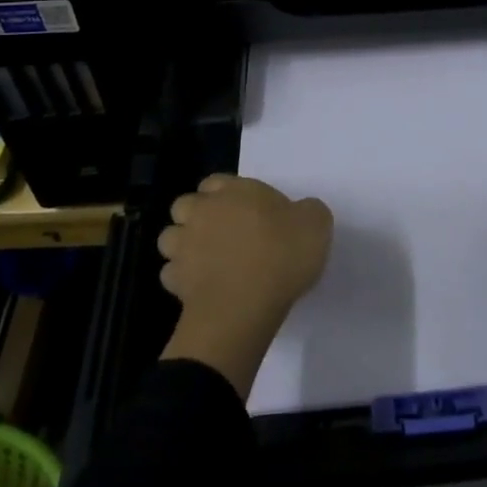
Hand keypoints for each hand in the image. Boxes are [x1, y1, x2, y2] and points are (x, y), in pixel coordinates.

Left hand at [157, 174, 333, 397]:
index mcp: (234, 191)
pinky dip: (182, 279)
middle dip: (197, 216)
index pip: (216, 181)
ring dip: (183, 245)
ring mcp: (184, 246)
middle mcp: (203, 212)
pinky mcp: (174, 281)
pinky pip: (171, 274)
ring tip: (206, 260)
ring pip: (170, 237)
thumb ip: (306, 211)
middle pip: (185, 205)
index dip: (228, 194)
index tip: (246, 211)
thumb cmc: (280, 254)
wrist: (244, 306)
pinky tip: (202, 288)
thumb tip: (301, 213)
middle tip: (222, 234)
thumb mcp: (315, 223)